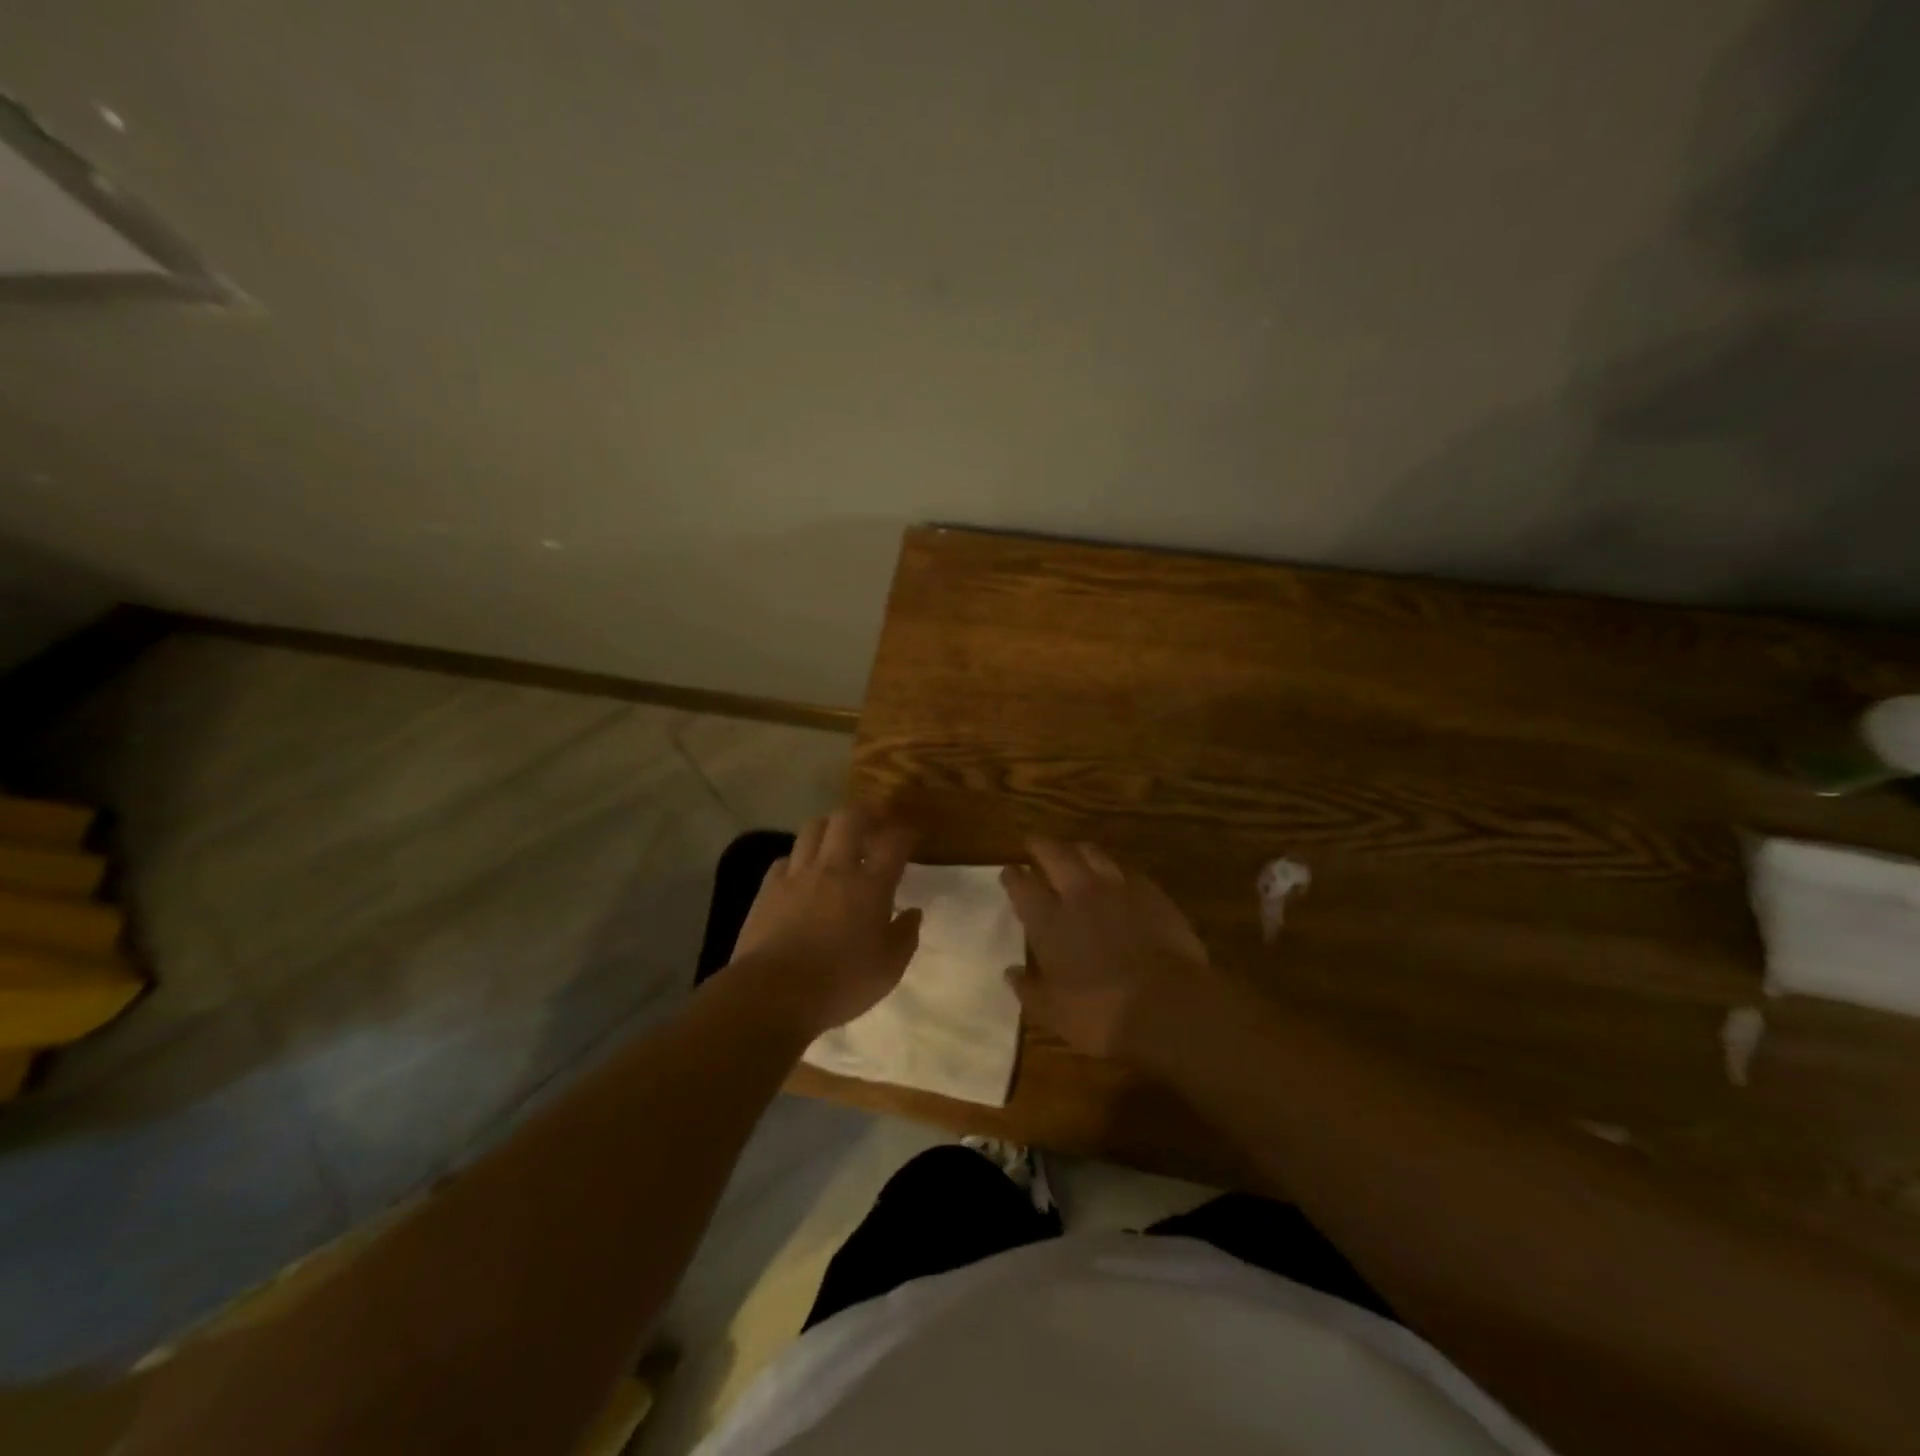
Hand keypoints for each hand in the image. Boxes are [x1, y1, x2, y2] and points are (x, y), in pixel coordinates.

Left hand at [731, 805, 921, 1036]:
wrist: (773, 994)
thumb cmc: (840, 983)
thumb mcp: (888, 969)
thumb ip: (905, 936)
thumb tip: (913, 912)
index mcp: (870, 886)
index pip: (893, 842)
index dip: (905, 832)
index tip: (911, 835)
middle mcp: (834, 868)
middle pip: (850, 818)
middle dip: (867, 811)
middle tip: (877, 820)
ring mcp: (798, 874)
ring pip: (814, 827)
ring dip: (831, 826)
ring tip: (839, 838)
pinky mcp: (768, 887)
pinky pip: (786, 857)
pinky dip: (799, 857)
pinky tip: (803, 871)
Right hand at [1000, 838, 1212, 1059]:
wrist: (1167, 1004)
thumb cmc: (1101, 1013)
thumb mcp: (1052, 1012)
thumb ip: (1028, 989)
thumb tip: (1011, 972)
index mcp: (1048, 920)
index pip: (1022, 885)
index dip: (1013, 875)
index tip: (1009, 870)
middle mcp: (1079, 894)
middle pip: (1055, 854)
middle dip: (1040, 845)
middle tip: (1034, 843)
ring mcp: (1117, 889)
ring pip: (1092, 853)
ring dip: (1077, 849)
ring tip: (1073, 851)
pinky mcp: (1151, 893)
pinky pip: (1126, 870)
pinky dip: (1114, 870)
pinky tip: (1116, 877)